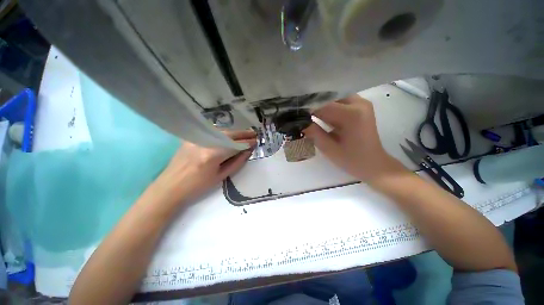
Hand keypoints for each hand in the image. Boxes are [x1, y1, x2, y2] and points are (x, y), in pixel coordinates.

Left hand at [152, 130, 256, 204]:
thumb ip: (237, 162)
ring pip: (220, 131)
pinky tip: (229, 135)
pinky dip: (223, 133)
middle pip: (228, 134)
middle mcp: (204, 142)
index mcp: (212, 155)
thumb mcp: (220, 177)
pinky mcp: (191, 137)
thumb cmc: (197, 187)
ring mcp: (196, 138)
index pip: (234, 145)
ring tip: (244, 133)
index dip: (246, 142)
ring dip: (234, 132)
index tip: (255, 141)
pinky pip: (211, 132)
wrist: (170, 187)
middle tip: (253, 133)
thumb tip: (247, 151)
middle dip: (242, 133)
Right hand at [303, 95, 405, 182]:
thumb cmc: (352, 160)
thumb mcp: (329, 149)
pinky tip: (320, 115)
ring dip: (321, 106)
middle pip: (329, 98)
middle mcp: (359, 103)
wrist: (374, 164)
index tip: (294, 113)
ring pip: (334, 98)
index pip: (323, 105)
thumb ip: (313, 133)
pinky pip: (340, 102)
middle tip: (299, 113)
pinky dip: (329, 108)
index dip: (308, 108)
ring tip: (307, 114)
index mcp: (352, 115)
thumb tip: (300, 122)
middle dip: (314, 105)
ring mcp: (361, 104)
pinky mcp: (361, 107)